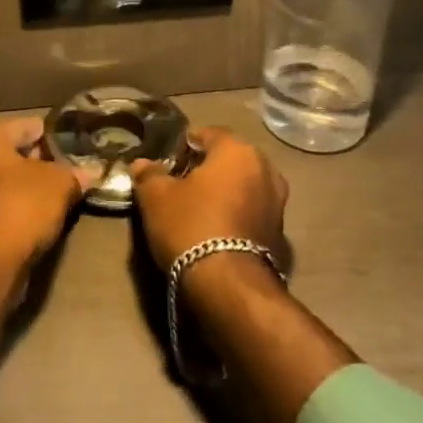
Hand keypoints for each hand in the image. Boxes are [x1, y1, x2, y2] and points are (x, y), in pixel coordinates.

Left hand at [0, 117, 80, 275]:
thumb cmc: (21, 205)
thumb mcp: (59, 183)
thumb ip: (74, 173)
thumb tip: (91, 172)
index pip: (25, 126)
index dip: (52, 136)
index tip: (73, 147)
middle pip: (10, 154)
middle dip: (37, 163)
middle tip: (66, 171)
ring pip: (1, 182)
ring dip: (25, 188)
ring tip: (55, 196)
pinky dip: (14, 209)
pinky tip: (36, 218)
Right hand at [130, 127, 289, 273]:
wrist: (230, 287)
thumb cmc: (192, 226)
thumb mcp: (156, 197)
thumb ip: (149, 174)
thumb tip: (141, 164)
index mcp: (237, 150)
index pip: (208, 134)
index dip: (186, 146)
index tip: (169, 162)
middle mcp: (265, 169)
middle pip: (229, 160)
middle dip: (208, 168)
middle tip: (181, 185)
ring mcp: (278, 203)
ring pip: (243, 186)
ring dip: (224, 192)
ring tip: (198, 209)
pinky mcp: (281, 235)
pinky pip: (252, 212)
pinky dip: (236, 215)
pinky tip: (216, 230)